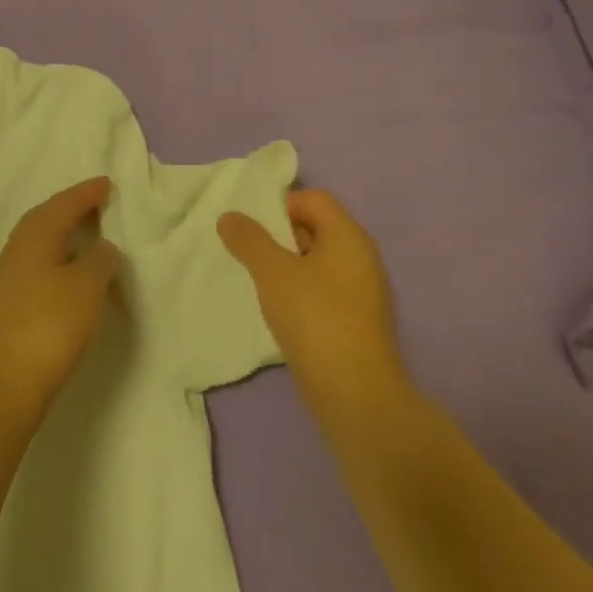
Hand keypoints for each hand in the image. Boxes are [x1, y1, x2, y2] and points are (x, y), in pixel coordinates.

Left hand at [0, 177, 122, 414]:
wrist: (3, 379)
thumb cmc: (49, 324)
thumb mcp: (86, 286)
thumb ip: (100, 260)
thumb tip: (101, 248)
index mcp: (35, 236)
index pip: (63, 204)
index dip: (86, 193)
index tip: (105, 183)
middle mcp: (17, 249)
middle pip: (45, 218)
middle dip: (70, 208)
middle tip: (96, 203)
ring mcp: (10, 277)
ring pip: (40, 242)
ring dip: (63, 234)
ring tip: (87, 235)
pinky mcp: (10, 303)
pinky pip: (38, 264)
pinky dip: (58, 259)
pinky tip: (69, 273)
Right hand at [217, 189, 411, 421]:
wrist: (354, 392)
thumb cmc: (314, 319)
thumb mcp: (272, 273)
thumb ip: (249, 240)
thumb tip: (230, 216)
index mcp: (349, 236)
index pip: (313, 199)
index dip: (279, 205)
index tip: (250, 229)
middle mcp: (362, 257)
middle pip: (316, 227)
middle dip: (278, 236)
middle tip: (246, 254)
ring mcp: (362, 290)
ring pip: (317, 261)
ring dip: (286, 266)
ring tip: (257, 283)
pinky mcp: (356, 319)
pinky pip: (323, 289)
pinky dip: (299, 291)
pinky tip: (278, 311)